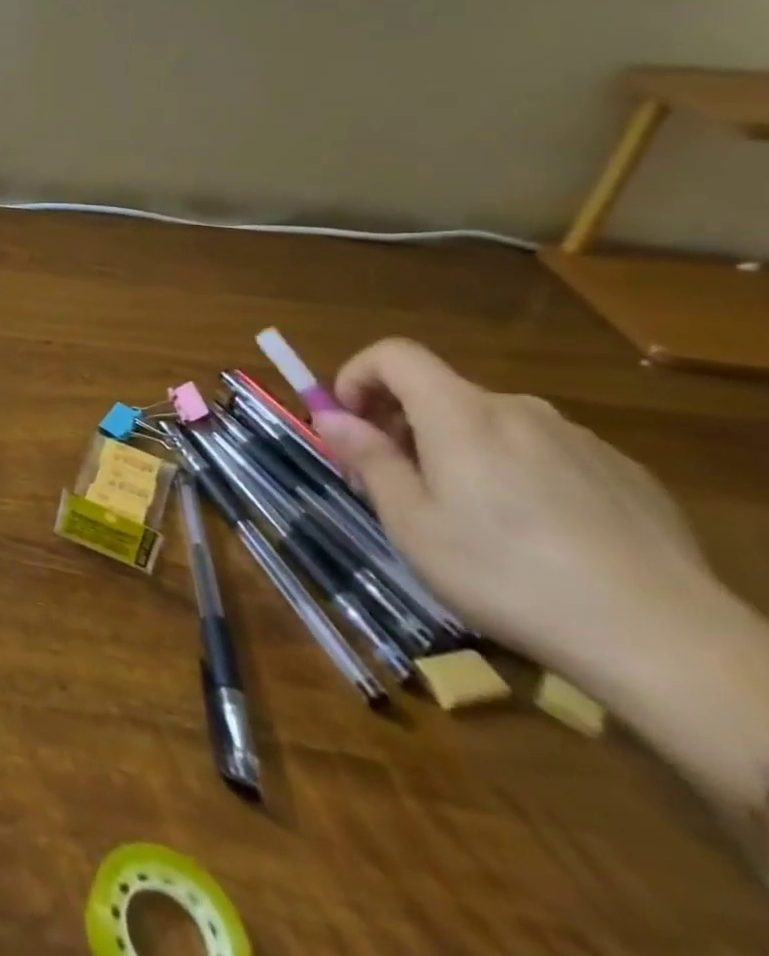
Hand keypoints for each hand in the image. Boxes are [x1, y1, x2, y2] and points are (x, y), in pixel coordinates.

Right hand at [310, 339, 715, 682]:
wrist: (663, 639)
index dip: (357, 375)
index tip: (348, 421)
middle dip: (402, 422)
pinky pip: (544, 451)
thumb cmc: (506, 574)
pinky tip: (532, 532)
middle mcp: (518, 410)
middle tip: (395, 479)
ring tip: (465, 512)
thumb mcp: (411, 523)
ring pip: (491, 424)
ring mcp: (578, 438)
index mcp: (460, 414)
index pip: (394, 354)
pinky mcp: (622, 472)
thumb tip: (330, 417)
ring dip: (457, 447)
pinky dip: (514, 469)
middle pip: (441, 391)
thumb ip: (369, 458)